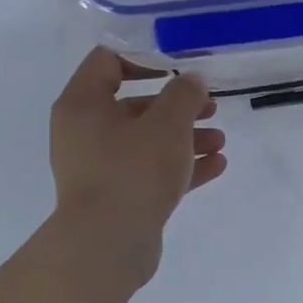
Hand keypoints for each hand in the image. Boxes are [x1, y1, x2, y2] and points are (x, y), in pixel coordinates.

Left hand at [48, 48, 226, 283]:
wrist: (108, 245)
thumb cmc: (133, 171)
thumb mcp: (167, 124)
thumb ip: (184, 94)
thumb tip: (192, 81)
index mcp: (83, 104)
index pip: (108, 61)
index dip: (145, 57)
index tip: (180, 66)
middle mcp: (84, 132)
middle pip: (134, 104)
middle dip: (177, 105)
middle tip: (210, 106)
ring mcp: (100, 167)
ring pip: (146, 141)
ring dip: (185, 137)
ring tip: (219, 140)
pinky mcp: (117, 196)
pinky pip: (150, 171)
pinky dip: (180, 166)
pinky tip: (216, 165)